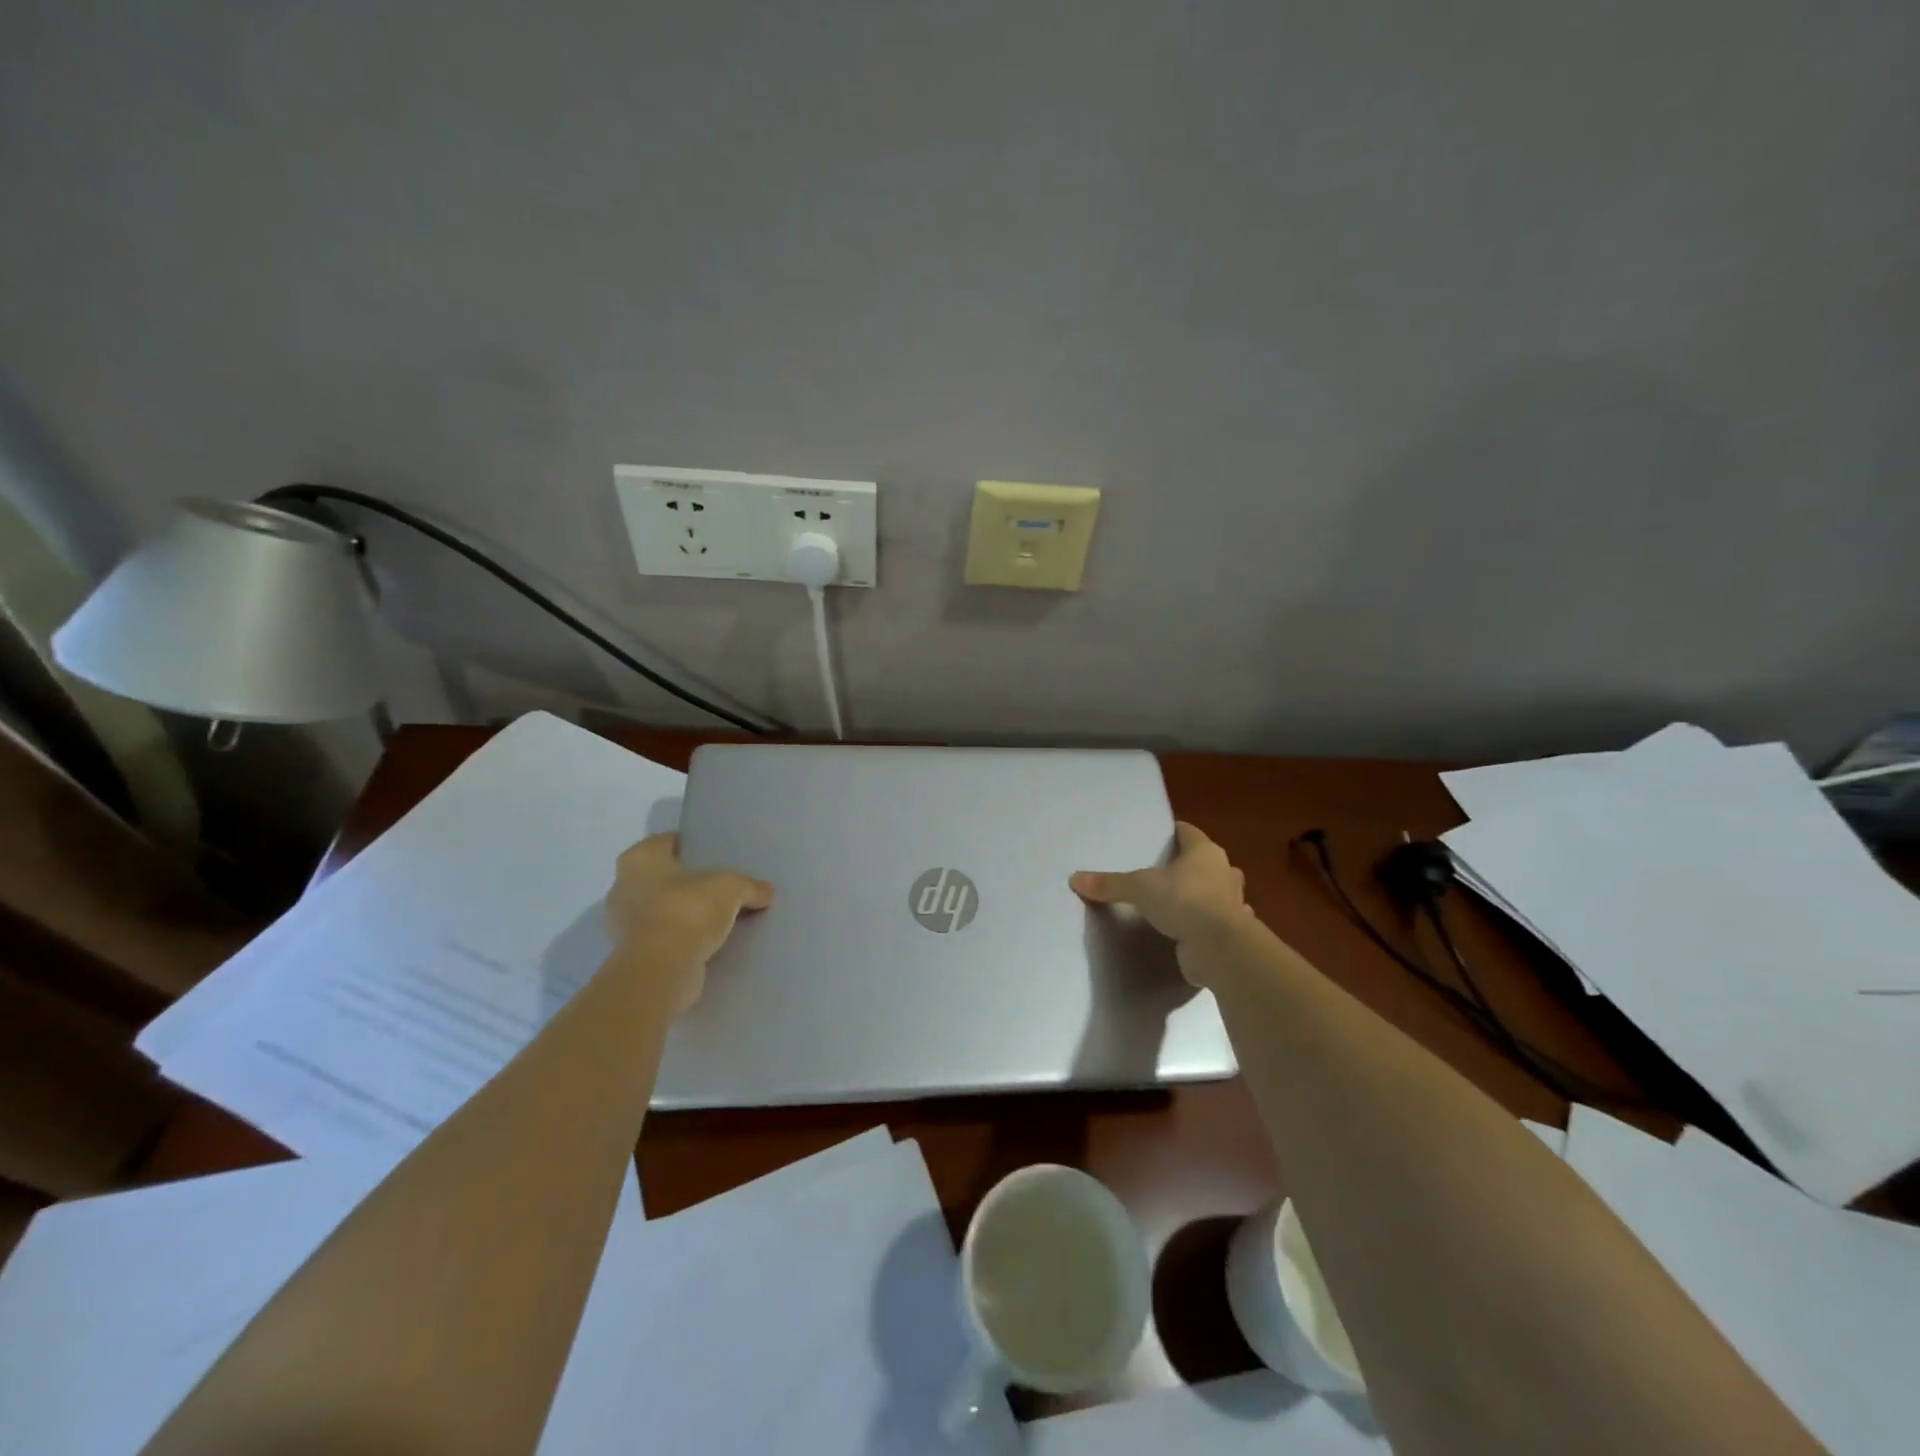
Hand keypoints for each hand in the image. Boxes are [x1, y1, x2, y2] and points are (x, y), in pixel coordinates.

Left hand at [604, 833, 773, 1013]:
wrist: (661, 969)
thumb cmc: (688, 910)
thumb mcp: (731, 888)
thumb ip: (749, 886)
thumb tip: (767, 891)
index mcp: (639, 859)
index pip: (667, 842)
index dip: (692, 846)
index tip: (715, 855)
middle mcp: (623, 886)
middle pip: (662, 877)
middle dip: (687, 882)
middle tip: (719, 886)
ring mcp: (623, 924)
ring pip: (661, 909)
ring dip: (684, 913)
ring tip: (717, 916)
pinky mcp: (632, 954)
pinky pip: (663, 937)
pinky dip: (680, 938)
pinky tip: (706, 942)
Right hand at [1071, 822, 1250, 985]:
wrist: (1222, 949)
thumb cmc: (1185, 902)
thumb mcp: (1140, 888)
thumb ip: (1110, 884)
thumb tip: (1074, 879)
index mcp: (1205, 852)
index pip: (1188, 832)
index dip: (1172, 832)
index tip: (1155, 837)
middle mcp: (1223, 873)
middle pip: (1204, 862)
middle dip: (1186, 865)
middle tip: (1159, 872)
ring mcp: (1232, 904)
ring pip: (1215, 892)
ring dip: (1201, 895)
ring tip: (1173, 901)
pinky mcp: (1231, 932)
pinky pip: (1216, 922)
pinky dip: (1205, 925)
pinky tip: (1190, 931)